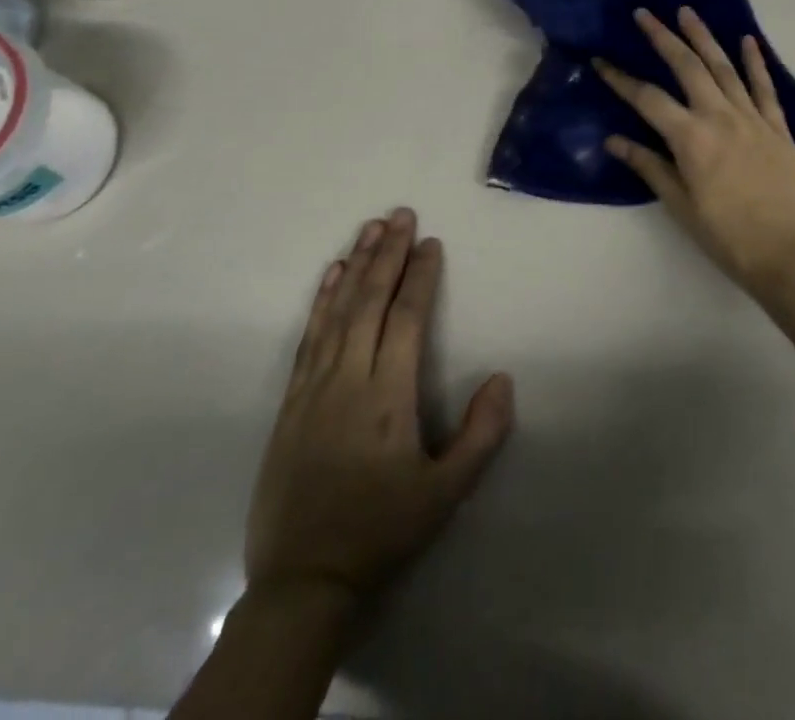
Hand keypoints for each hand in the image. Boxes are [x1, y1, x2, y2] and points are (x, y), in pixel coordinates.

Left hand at [244, 208, 513, 616]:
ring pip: (336, 310)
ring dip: (355, 265)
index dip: (419, 276)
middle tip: (400, 213)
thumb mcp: (445, 494)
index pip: (407, 318)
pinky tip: (329, 276)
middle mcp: (348, 378)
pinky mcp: (291, 401)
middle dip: (387, 253)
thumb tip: (503, 377)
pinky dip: (321, 300)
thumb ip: (481, 435)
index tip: (431, 241)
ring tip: (369, 228)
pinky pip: (308, 336)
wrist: (303, 580)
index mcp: (388, 395)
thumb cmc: (382, 531)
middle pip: (369, 301)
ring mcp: (314, 386)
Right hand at [595, 7, 794, 298]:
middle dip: (663, 38)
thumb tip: (614, 140)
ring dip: (704, 37)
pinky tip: (747, 39)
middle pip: (687, 67)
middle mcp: (720, 116)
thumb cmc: (729, 237)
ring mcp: (752, 118)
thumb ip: (650, 167)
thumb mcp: (681, 207)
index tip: (601, 60)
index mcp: (691, 138)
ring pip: (724, 67)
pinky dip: (755, 61)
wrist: (792, 254)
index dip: (621, 79)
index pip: (648, 99)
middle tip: (645, 13)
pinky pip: (764, 86)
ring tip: (687, 12)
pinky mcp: (778, 127)